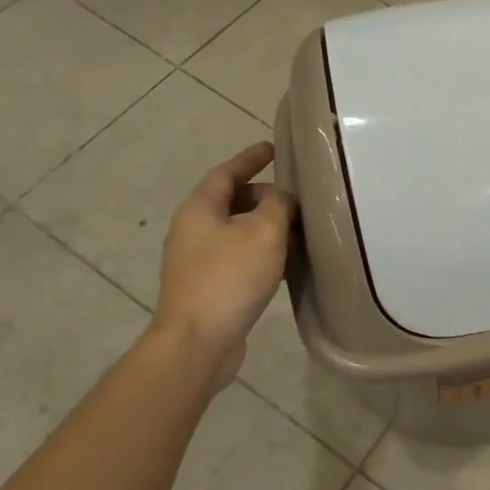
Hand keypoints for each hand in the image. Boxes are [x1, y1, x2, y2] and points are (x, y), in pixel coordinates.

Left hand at [151, 142, 297, 382]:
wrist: (197, 342)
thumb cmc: (229, 278)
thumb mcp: (264, 231)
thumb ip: (278, 205)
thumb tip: (282, 199)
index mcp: (200, 208)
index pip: (226, 172)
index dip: (250, 157)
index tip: (272, 147)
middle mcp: (192, 230)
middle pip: (230, 200)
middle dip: (263, 195)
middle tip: (295, 197)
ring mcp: (196, 261)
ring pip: (235, 231)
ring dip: (264, 226)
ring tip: (297, 229)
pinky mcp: (206, 287)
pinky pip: (237, 257)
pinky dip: (260, 252)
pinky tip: (284, 263)